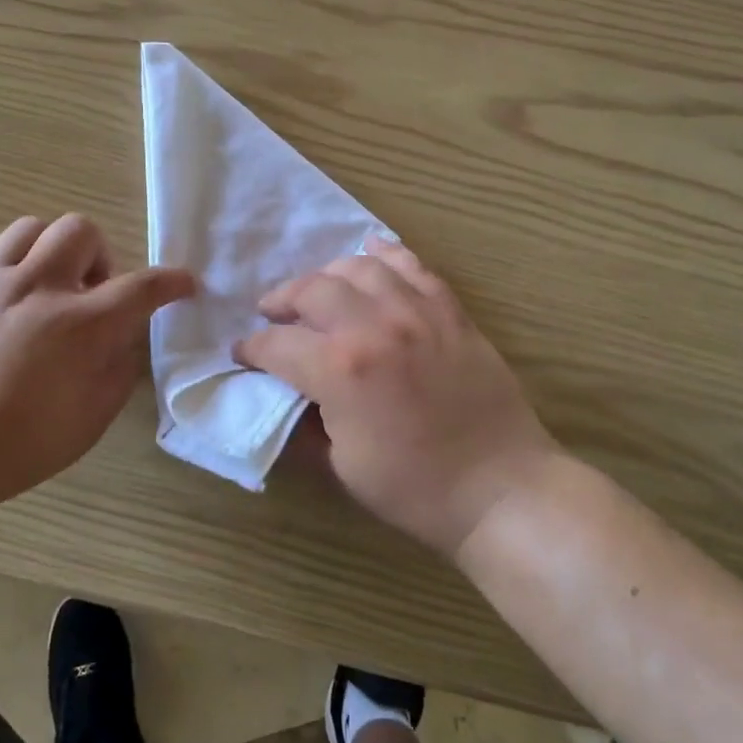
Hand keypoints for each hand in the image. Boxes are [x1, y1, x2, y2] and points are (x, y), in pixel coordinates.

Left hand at [0, 214, 194, 518]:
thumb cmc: (12, 449)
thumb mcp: (88, 422)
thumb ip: (118, 370)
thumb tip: (126, 337)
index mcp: (80, 325)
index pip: (142, 286)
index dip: (171, 281)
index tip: (184, 284)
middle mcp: (37, 288)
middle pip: (81, 231)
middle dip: (100, 256)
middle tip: (91, 295)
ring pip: (31, 228)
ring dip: (52, 251)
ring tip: (46, 288)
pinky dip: (7, 264)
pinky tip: (3, 297)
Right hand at [234, 238, 559, 556]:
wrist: (500, 487)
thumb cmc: (415, 489)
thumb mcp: (342, 466)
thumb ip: (305, 423)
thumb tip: (284, 397)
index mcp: (340, 370)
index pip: (278, 344)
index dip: (252, 348)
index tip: (243, 353)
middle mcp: (374, 326)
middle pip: (311, 290)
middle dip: (282, 300)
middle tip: (272, 314)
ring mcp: (417, 312)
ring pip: (358, 268)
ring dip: (327, 275)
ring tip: (318, 291)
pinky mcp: (450, 310)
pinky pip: (413, 266)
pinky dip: (386, 255)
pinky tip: (370, 253)